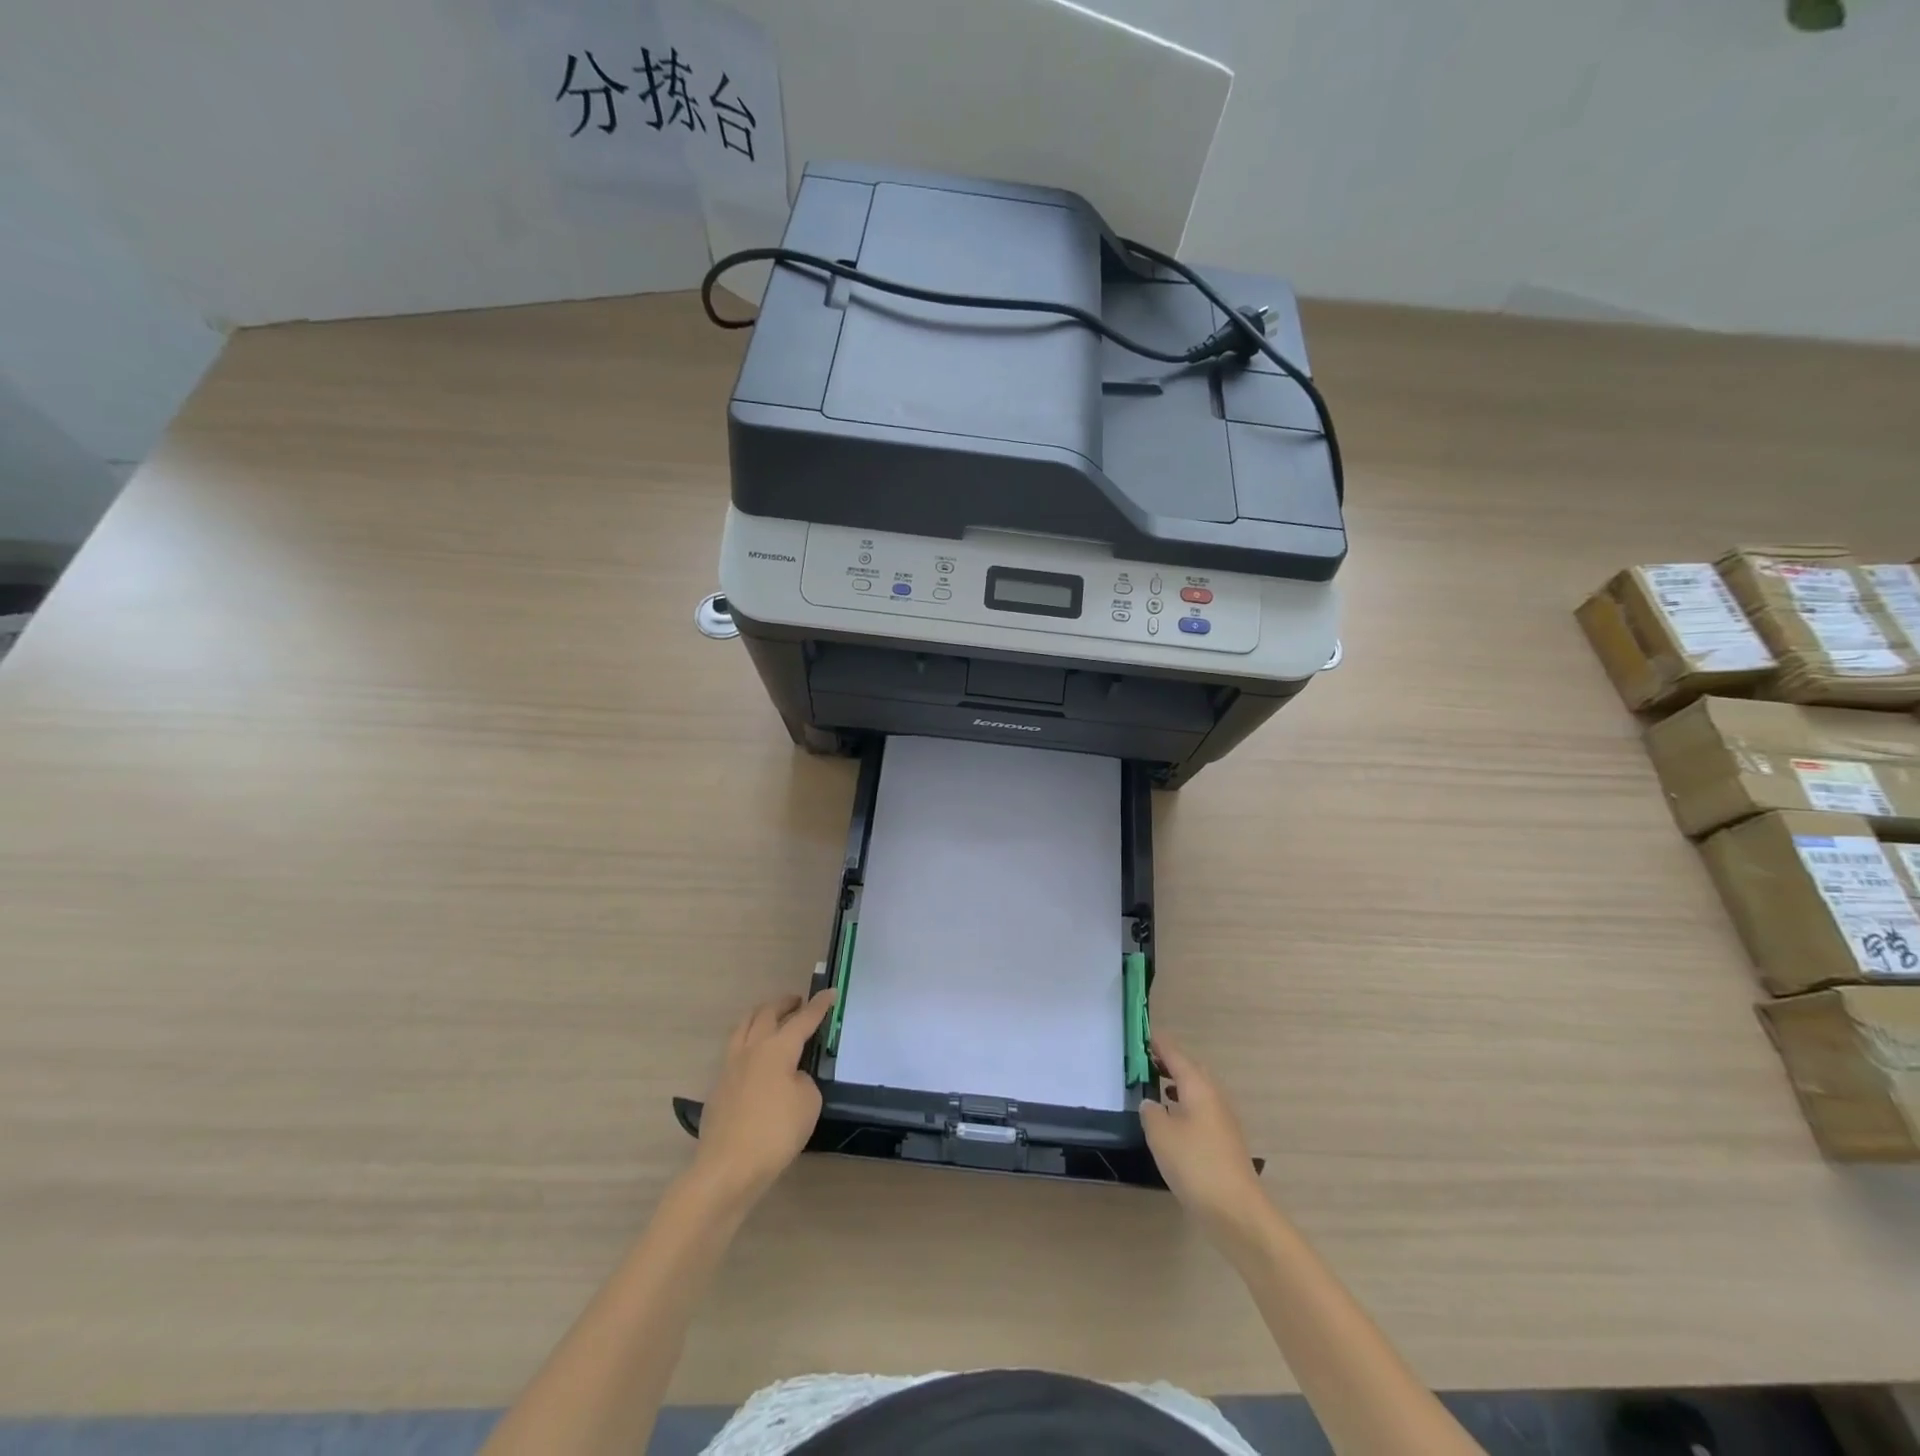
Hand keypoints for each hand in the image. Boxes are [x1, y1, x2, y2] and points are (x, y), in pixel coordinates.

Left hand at [692, 990, 836, 1208]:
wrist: (728, 1168)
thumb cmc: (775, 1133)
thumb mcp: (808, 1103)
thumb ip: (804, 1080)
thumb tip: (791, 1076)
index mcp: (777, 1048)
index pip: (803, 1019)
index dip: (819, 1006)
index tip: (830, 992)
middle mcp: (752, 1048)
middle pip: (767, 1013)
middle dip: (784, 1003)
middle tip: (798, 1001)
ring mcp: (730, 1066)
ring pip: (744, 1025)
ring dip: (761, 1015)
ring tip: (771, 1017)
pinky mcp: (719, 1085)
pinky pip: (734, 1048)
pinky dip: (748, 1039)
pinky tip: (754, 1054)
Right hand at [1140, 1035, 1268, 1243]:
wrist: (1237, 1212)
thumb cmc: (1196, 1165)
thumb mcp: (1161, 1135)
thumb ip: (1151, 1112)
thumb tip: (1150, 1103)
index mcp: (1198, 1088)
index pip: (1176, 1055)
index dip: (1160, 1044)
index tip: (1145, 1034)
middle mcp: (1214, 1097)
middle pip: (1192, 1069)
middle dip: (1171, 1061)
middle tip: (1148, 1059)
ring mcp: (1223, 1120)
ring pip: (1199, 1090)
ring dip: (1178, 1083)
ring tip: (1157, 1085)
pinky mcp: (1225, 1141)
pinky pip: (1202, 1109)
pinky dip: (1185, 1104)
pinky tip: (1173, 1120)